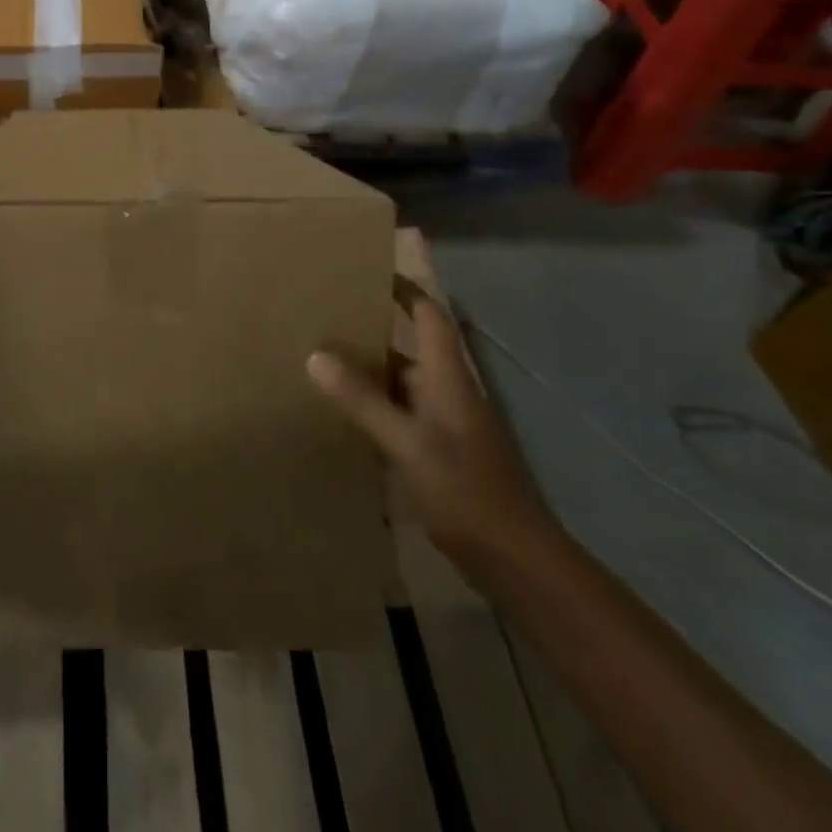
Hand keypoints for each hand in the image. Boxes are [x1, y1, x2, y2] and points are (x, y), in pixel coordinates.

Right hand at [307, 235, 559, 571]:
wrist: (516, 560)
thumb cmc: (465, 490)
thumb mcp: (406, 442)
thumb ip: (362, 399)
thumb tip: (316, 355)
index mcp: (448, 378)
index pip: (430, 316)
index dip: (405, 290)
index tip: (369, 270)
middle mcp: (449, 392)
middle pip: (411, 348)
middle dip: (373, 331)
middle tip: (326, 318)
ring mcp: (448, 425)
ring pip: (404, 384)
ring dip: (371, 372)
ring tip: (324, 362)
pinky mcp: (443, 454)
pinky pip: (404, 415)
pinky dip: (377, 407)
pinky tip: (346, 416)